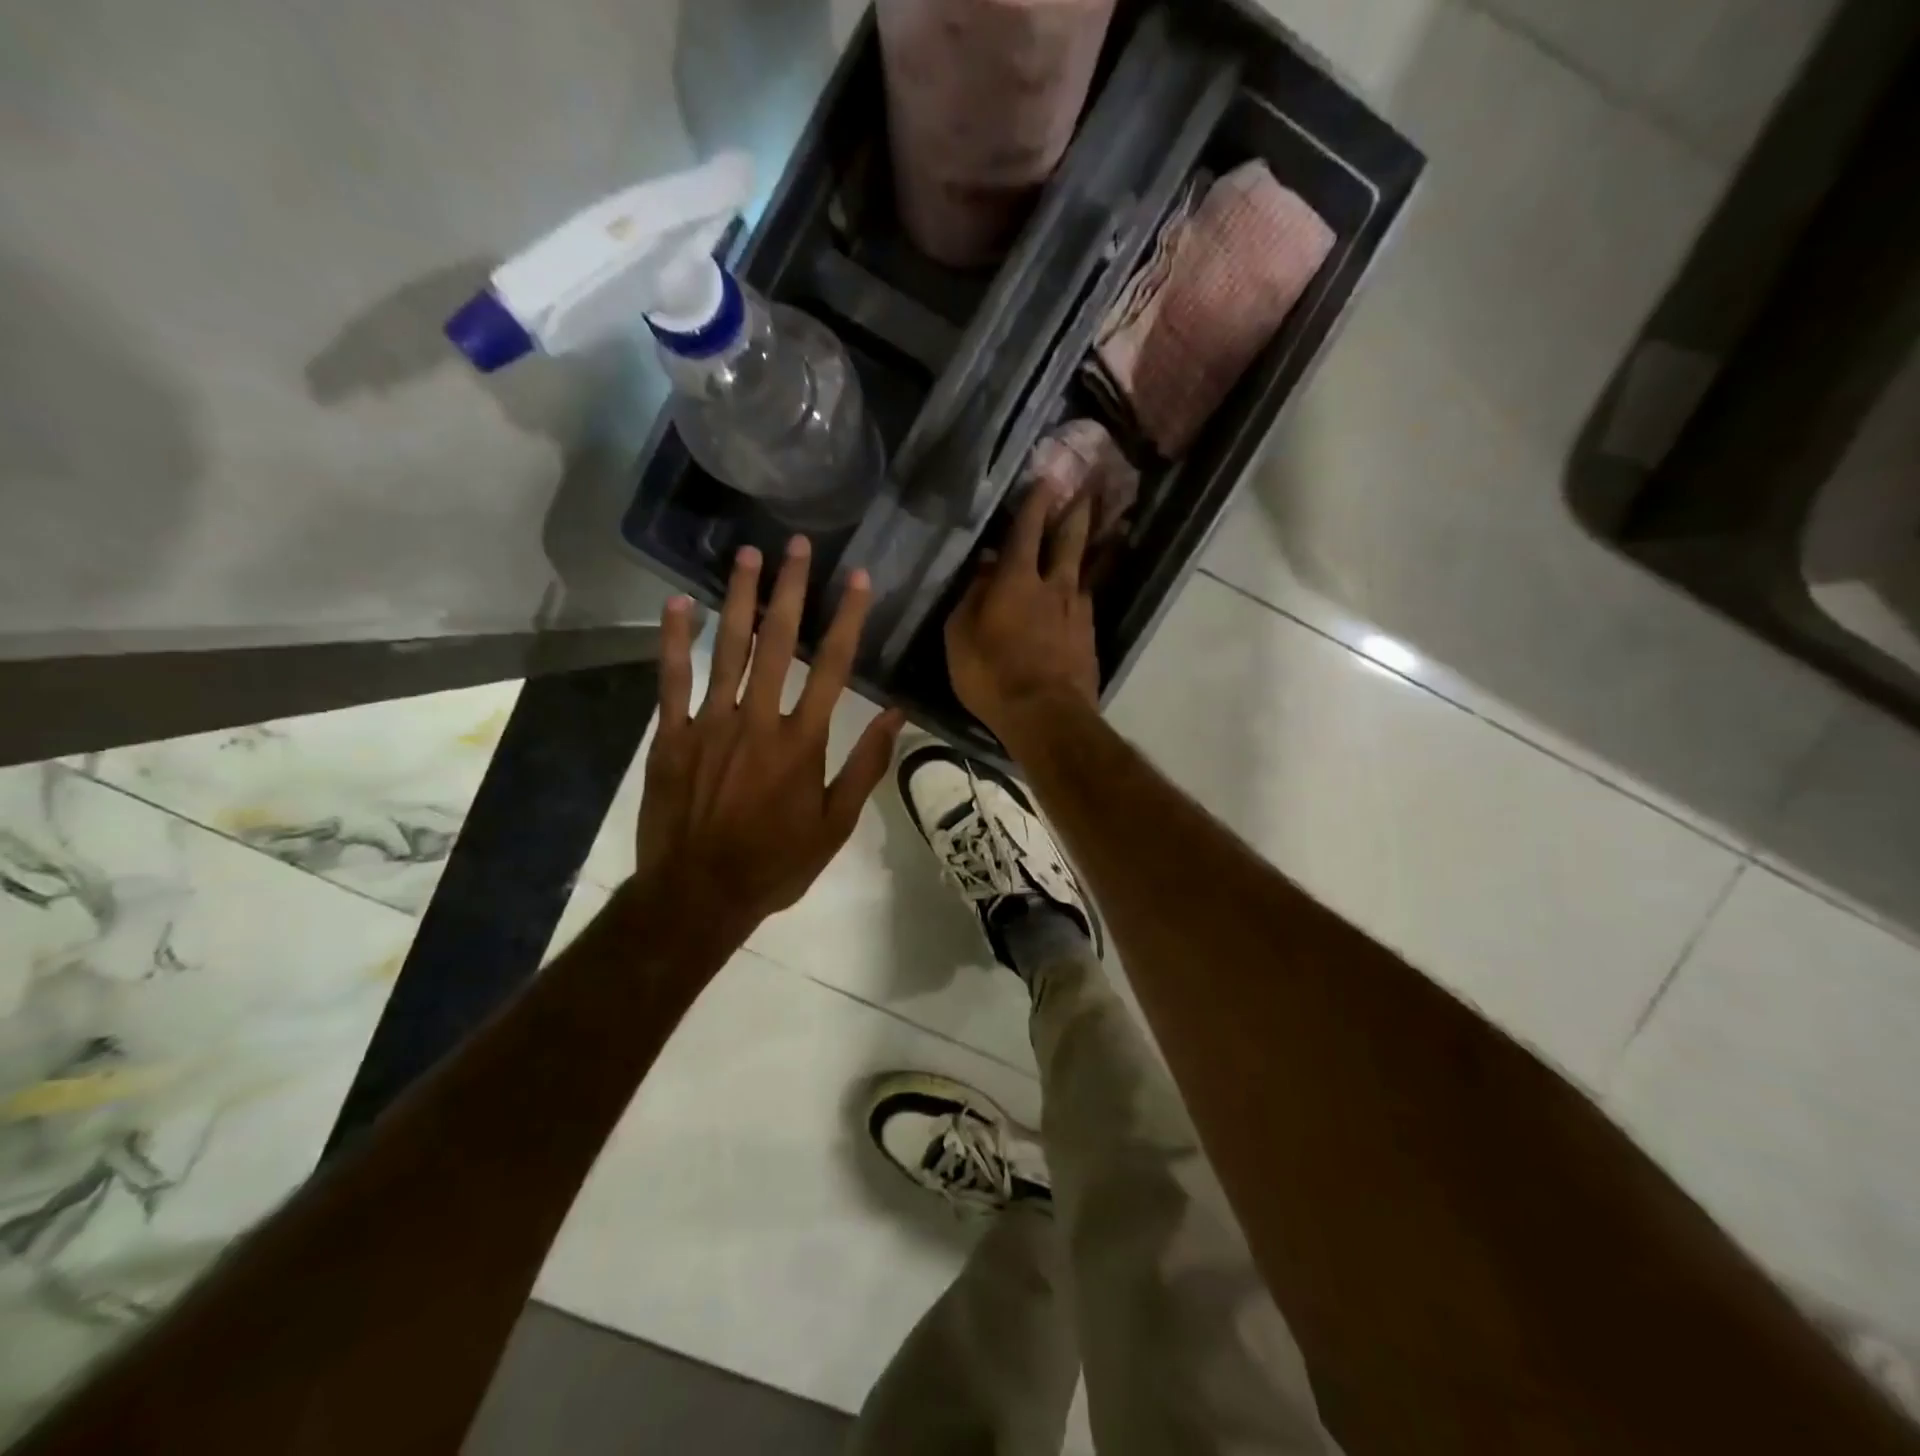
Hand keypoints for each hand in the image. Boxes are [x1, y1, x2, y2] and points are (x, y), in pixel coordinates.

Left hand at [634, 537, 904, 948]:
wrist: (698, 894)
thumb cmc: (775, 863)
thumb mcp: (835, 825)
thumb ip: (865, 766)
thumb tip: (896, 716)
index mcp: (802, 741)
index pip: (832, 667)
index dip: (847, 619)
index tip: (857, 578)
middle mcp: (758, 719)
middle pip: (777, 642)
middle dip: (790, 590)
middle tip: (795, 545)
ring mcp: (710, 723)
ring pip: (726, 649)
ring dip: (738, 599)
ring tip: (746, 555)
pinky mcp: (671, 736)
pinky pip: (671, 679)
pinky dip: (675, 640)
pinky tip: (678, 604)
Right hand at [945, 483, 1098, 743]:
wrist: (1046, 715)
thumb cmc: (992, 675)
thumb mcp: (960, 637)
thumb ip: (971, 598)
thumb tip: (983, 569)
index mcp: (1017, 581)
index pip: (1026, 531)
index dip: (1034, 504)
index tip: (1046, 479)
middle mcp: (1054, 587)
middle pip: (1069, 541)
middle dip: (1076, 512)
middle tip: (1088, 490)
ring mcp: (1077, 612)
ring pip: (1086, 569)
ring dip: (1092, 547)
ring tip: (1103, 531)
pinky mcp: (1089, 638)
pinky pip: (1087, 602)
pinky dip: (1087, 588)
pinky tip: (1085, 590)